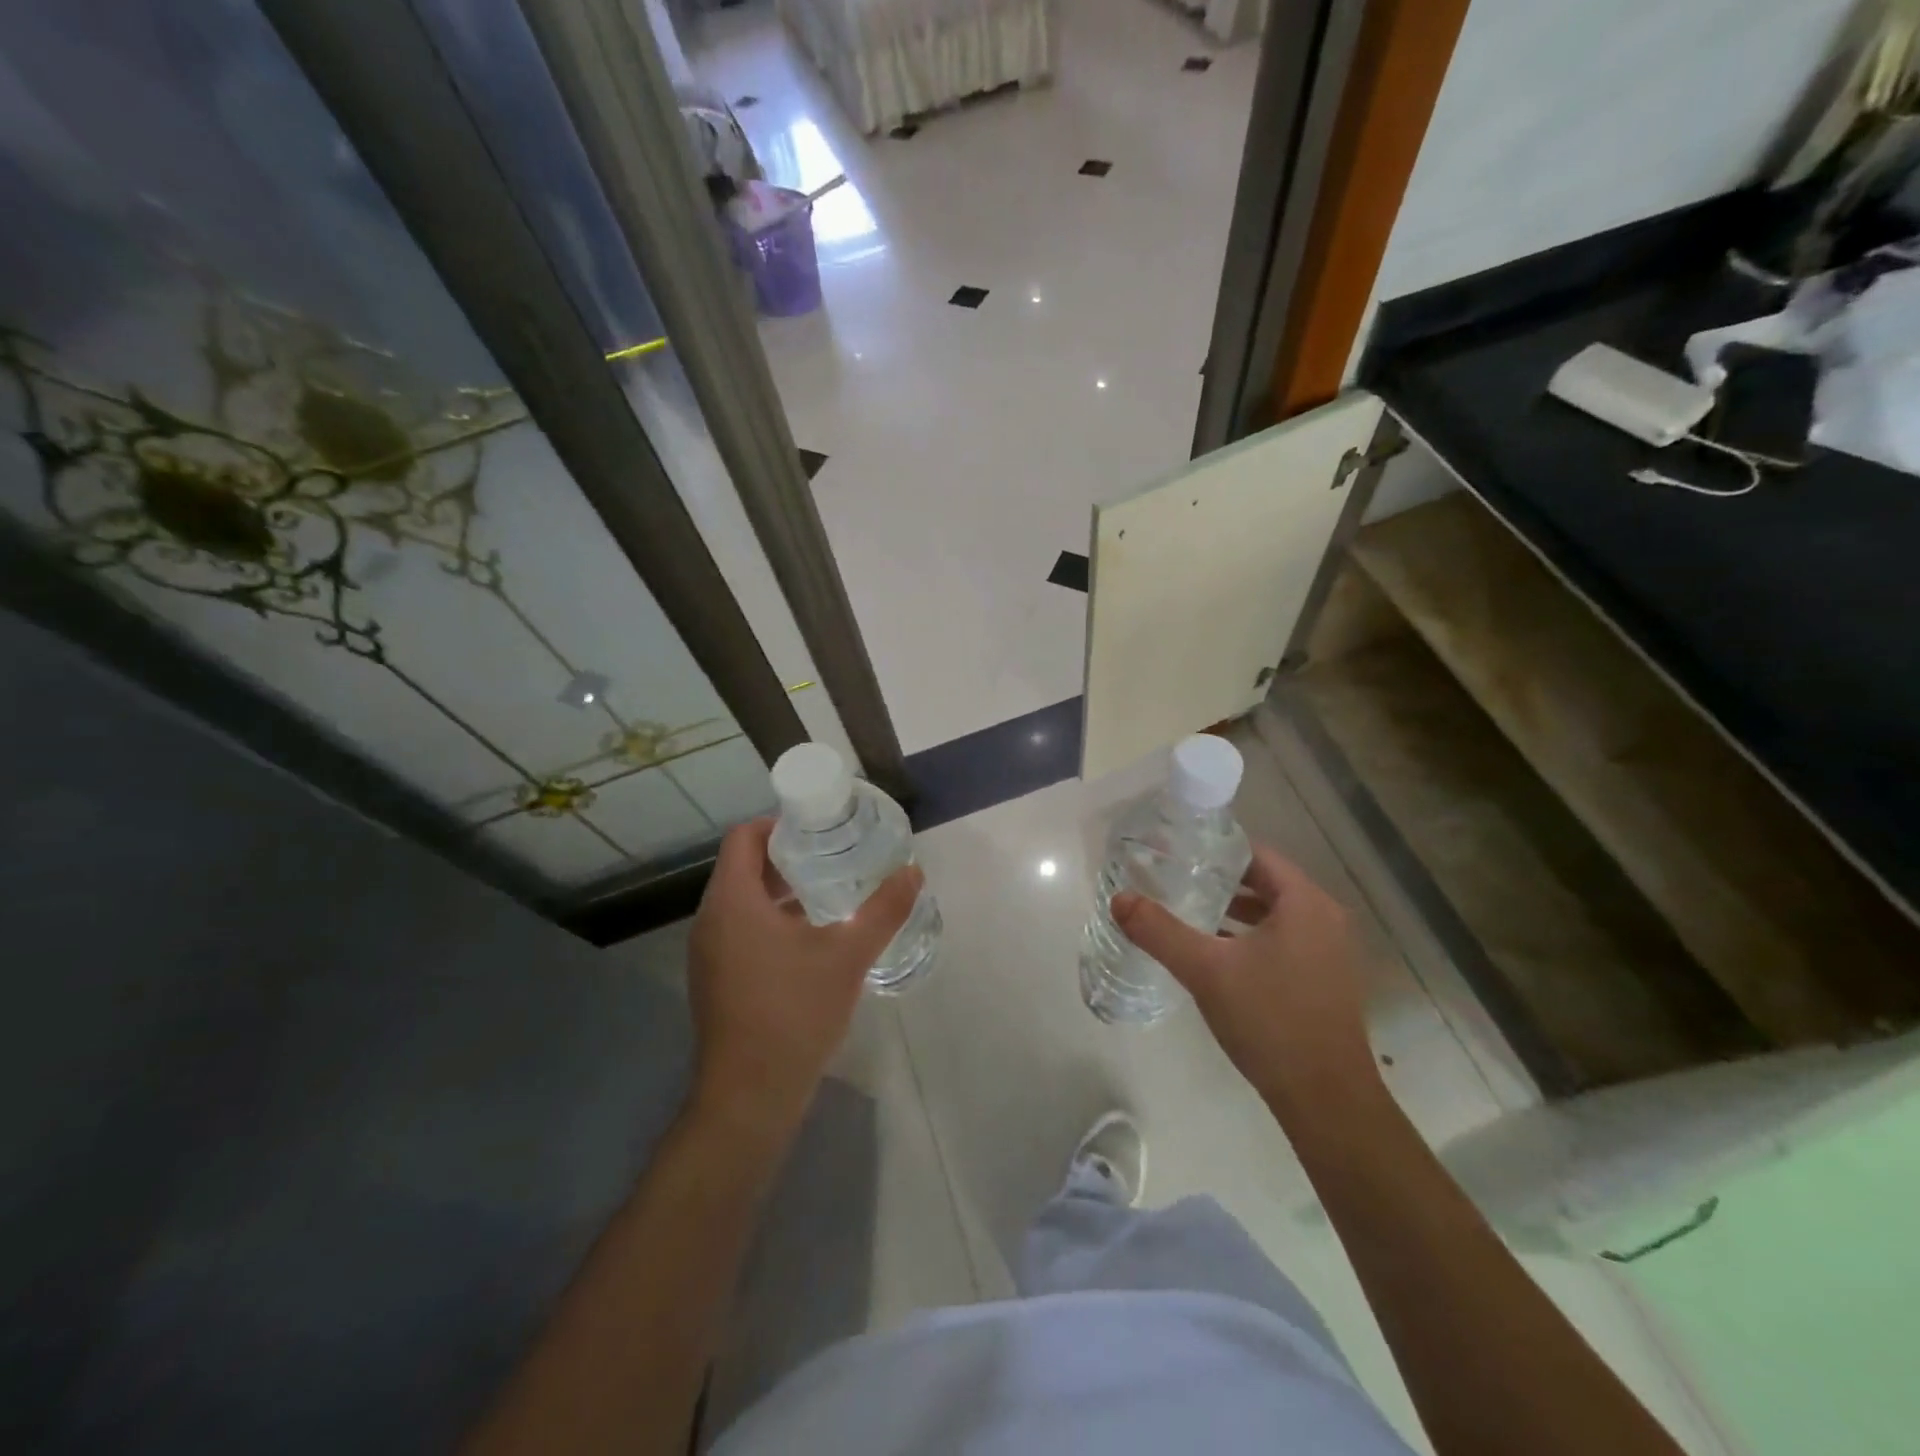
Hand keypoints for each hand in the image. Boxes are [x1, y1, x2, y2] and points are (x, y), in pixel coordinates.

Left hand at [685, 818, 922, 1145]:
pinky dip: (770, 919)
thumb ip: (883, 910)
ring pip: (742, 900)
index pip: (744, 837)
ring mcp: (709, 952)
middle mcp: (711, 919)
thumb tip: (913, 872)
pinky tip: (811, 938)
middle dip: (787, 856)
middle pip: (743, 866)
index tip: (819, 828)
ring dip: (781, 890)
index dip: (779, 823)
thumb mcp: (848, 956)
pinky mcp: (716, 978)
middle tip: (833, 855)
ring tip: (829, 892)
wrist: (750, 1096)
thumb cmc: (794, 1013)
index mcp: (733, 901)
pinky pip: (740, 929)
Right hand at [1113, 845, 1376, 1107]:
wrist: (1326, 1100)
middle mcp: (1325, 919)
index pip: (1257, 855)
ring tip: (1189, 912)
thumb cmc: (1269, 1020)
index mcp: (1305, 903)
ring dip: (1235, 911)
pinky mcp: (1326, 980)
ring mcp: (1331, 952)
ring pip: (1275, 915)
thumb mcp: (1205, 970)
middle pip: (1266, 883)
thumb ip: (1159, 931)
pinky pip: (1284, 941)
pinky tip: (1217, 953)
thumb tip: (1119, 899)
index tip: (1177, 852)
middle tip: (1175, 879)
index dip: (1215, 850)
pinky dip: (1252, 937)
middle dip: (1220, 881)